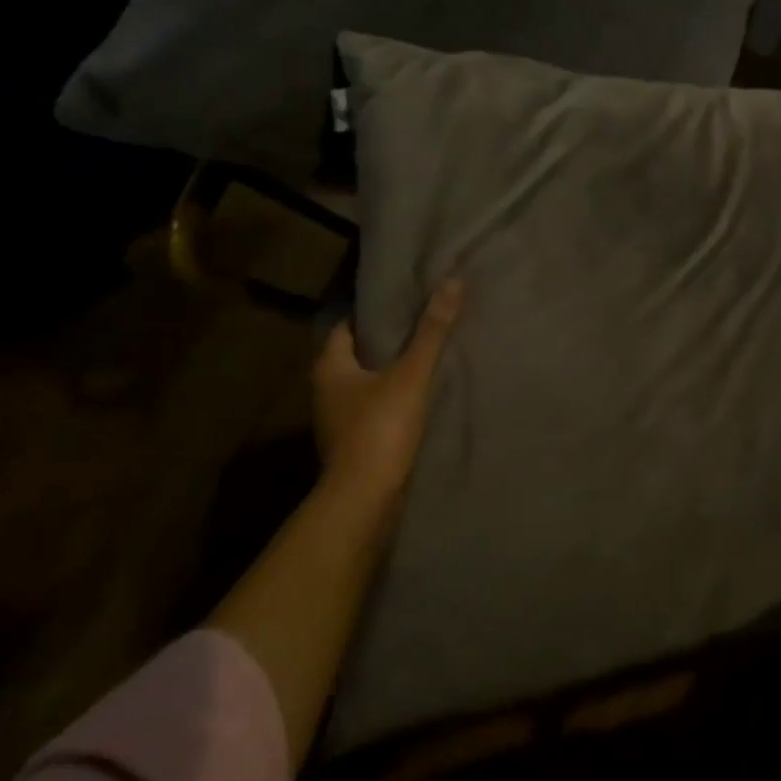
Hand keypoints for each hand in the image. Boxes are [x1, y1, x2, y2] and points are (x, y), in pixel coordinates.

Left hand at [312, 279, 464, 521]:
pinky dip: (394, 397)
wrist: (366, 500)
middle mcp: (326, 390)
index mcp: (330, 367)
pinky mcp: (355, 442)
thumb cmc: (380, 428)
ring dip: (392, 371)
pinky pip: (375, 408)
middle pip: (358, 354)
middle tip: (423, 321)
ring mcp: (339, 420)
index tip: (404, 299)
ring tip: (428, 354)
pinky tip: (422, 394)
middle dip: (387, 340)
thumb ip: (432, 330)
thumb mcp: (411, 374)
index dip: (374, 312)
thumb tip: (453, 280)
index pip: (347, 326)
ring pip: (367, 383)